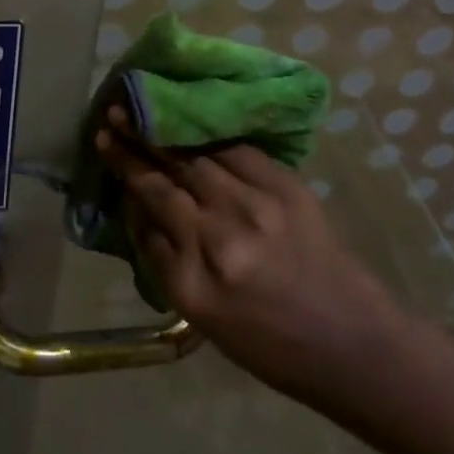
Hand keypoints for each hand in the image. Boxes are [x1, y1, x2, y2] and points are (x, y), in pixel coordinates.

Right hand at [96, 114, 406, 394]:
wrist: (350, 340)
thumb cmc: (269, 343)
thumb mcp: (201, 315)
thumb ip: (164, 257)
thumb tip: (137, 204)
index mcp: (195, 278)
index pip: (149, 206)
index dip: (124, 169)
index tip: (103, 141)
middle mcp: (221, 235)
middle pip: (168, 175)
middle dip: (137, 141)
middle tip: (114, 114)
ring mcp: (257, 205)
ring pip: (200, 157)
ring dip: (168, 132)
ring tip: (146, 110)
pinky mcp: (287, 187)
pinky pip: (238, 151)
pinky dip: (213, 139)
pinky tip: (196, 125)